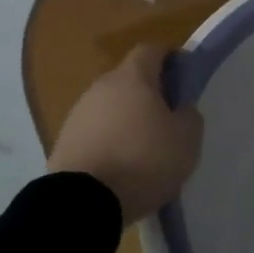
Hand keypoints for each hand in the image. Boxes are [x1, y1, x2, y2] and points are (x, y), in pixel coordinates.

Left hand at [49, 44, 202, 222]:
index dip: (171, 58)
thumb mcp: (186, 139)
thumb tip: (180, 108)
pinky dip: (110, 140)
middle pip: (129, 79)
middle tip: (169, 117)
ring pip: (110, 106)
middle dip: (149, 92)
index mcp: (132, 78)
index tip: (185, 76)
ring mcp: (78, 114)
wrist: (83, 202)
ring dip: (127, 118)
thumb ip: (189, 116)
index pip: (151, 50)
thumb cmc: (143, 160)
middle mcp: (101, 87)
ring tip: (145, 147)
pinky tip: (122, 164)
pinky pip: (95, 131)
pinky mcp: (64, 142)